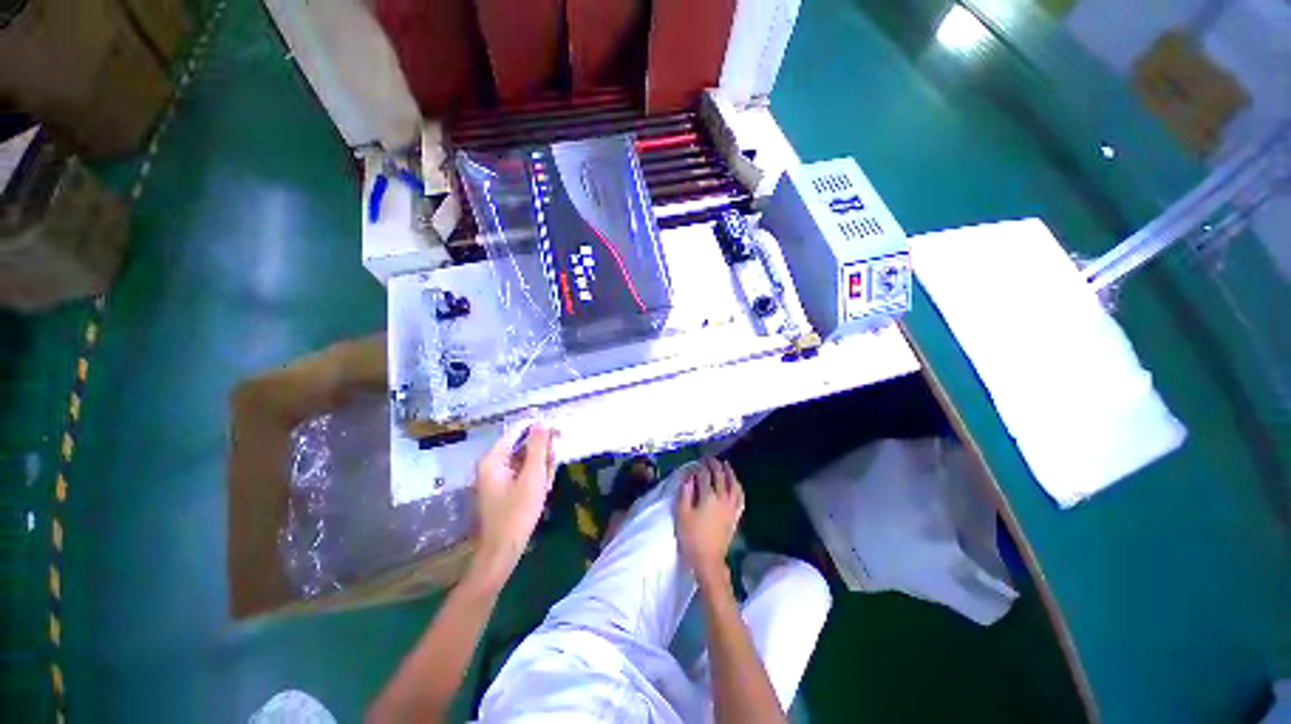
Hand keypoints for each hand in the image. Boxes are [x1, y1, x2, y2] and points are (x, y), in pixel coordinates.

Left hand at [472, 425, 556, 586]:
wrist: (502, 551)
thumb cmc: (517, 513)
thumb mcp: (532, 476)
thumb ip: (538, 447)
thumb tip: (541, 422)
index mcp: (493, 459)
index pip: (518, 431)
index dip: (539, 430)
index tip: (559, 434)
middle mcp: (492, 464)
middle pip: (523, 446)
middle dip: (541, 456)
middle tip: (550, 473)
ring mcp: (496, 477)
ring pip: (526, 461)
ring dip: (540, 469)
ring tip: (546, 487)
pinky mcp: (502, 488)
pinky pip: (522, 473)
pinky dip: (534, 479)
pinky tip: (541, 492)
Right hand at [675, 457, 744, 586]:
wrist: (708, 560)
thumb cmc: (691, 537)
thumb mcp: (681, 514)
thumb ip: (685, 493)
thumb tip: (689, 477)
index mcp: (708, 497)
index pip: (705, 476)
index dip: (701, 467)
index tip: (697, 462)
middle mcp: (722, 499)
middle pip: (720, 477)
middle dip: (715, 465)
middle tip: (710, 459)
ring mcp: (731, 507)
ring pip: (733, 485)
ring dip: (729, 472)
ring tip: (725, 465)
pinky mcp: (735, 516)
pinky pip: (740, 498)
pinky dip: (738, 487)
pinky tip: (736, 484)